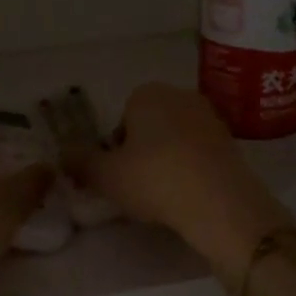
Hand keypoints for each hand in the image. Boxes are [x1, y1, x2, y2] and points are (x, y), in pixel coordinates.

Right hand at [68, 84, 294, 281]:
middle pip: (150, 126)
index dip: (116, 148)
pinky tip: (188, 195)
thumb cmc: (154, 179)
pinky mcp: (231, 142)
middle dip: (142, 151)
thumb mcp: (105, 176)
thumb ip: (80, 162)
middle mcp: (180, 96)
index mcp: (146, 93)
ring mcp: (210, 117)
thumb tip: (63, 154)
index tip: (118, 174)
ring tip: (164, 195)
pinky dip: (191, 169)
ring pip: (176, 139)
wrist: (220, 202)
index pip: (122, 118)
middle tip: (138, 185)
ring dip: (167, 160)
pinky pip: (199, 153)